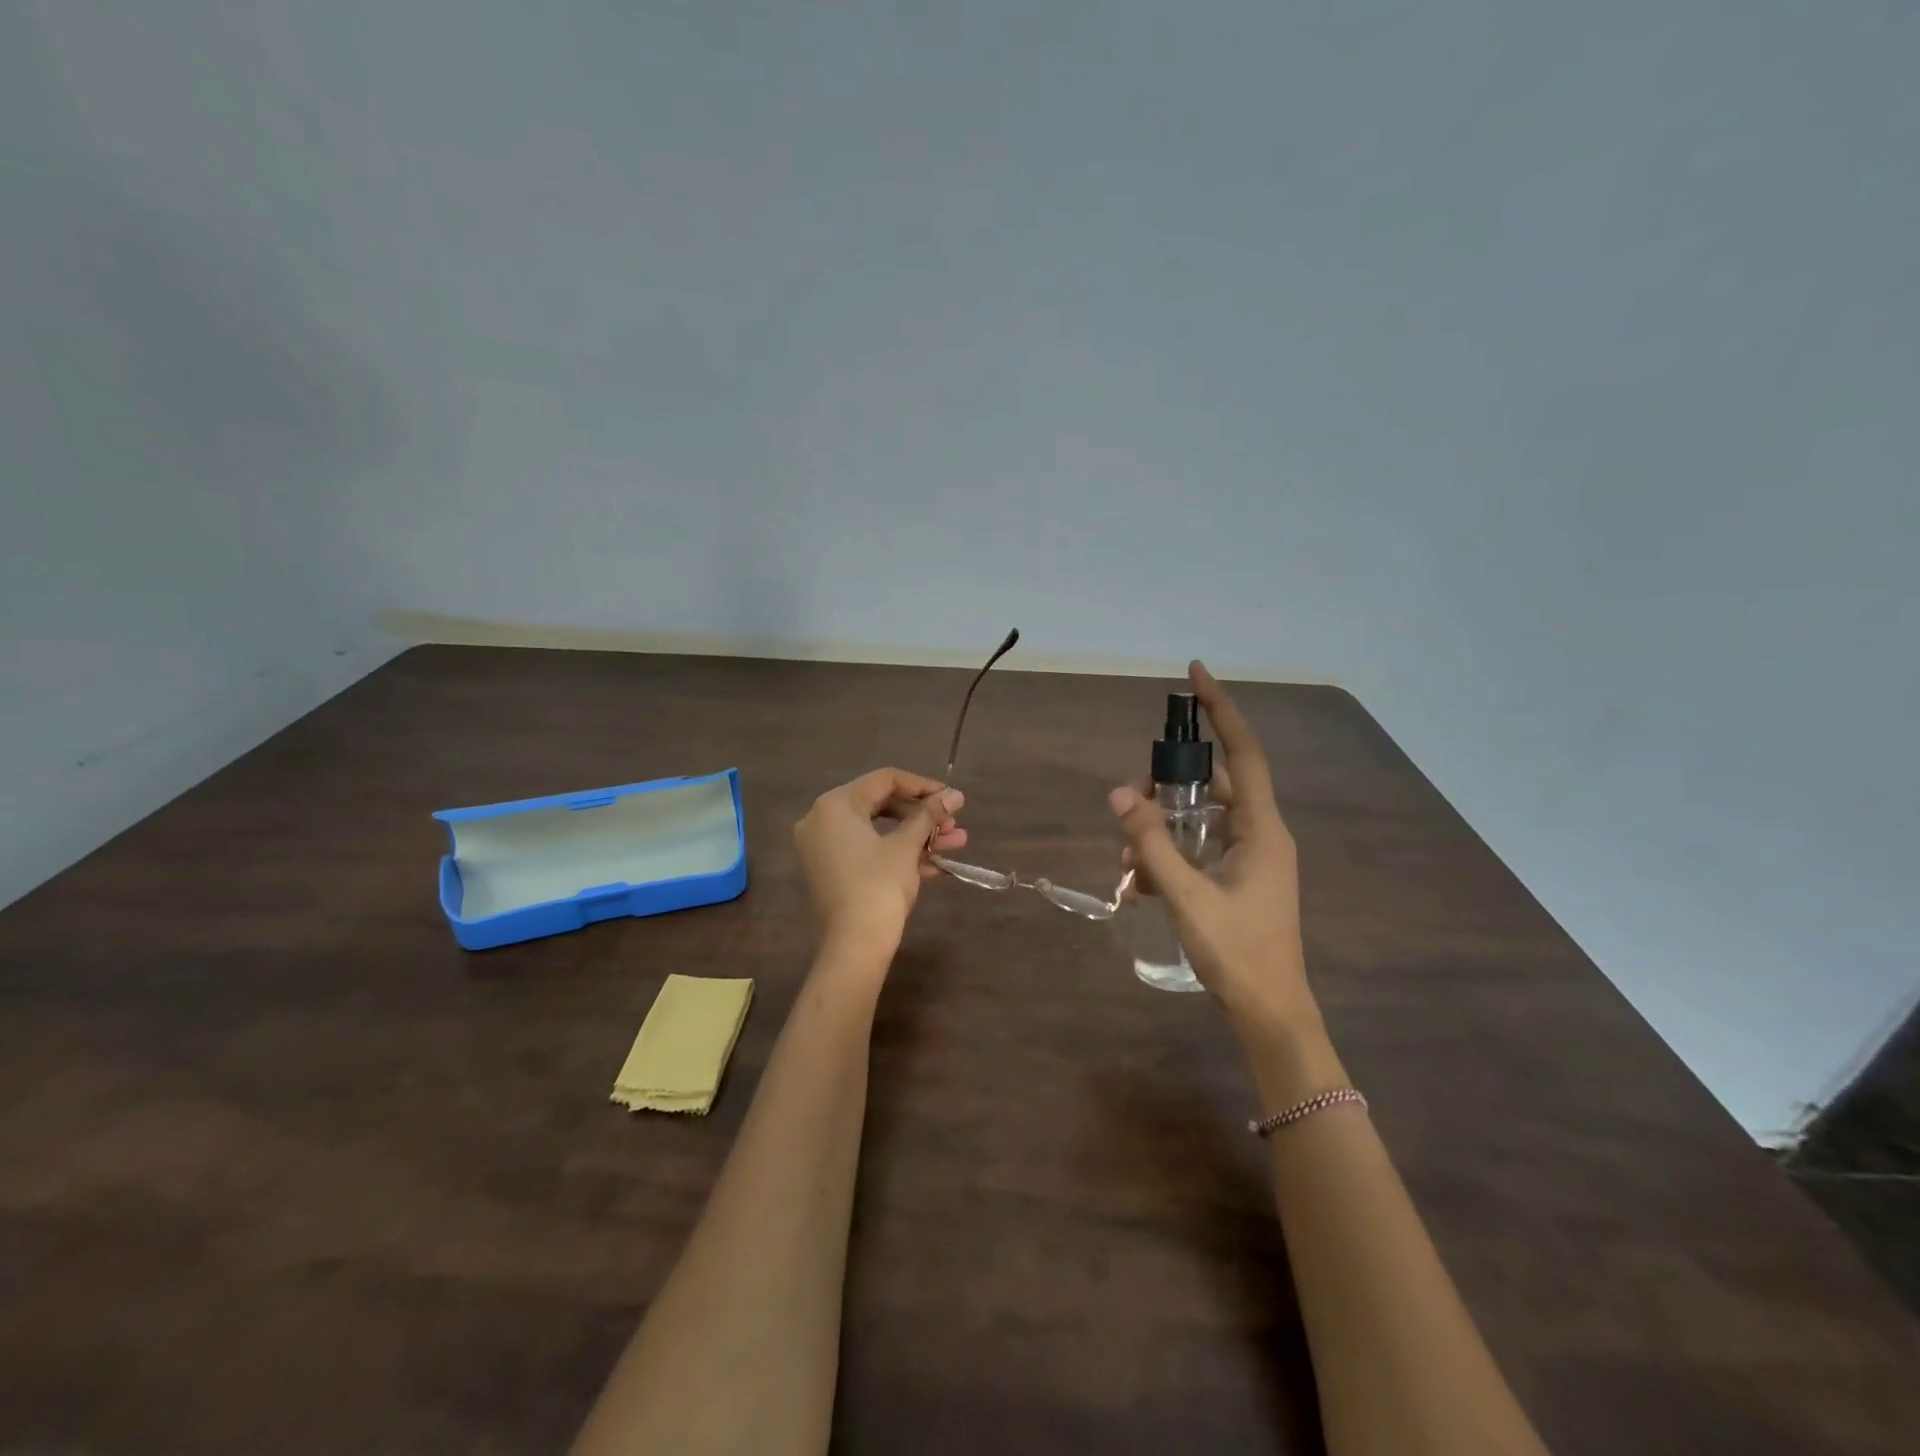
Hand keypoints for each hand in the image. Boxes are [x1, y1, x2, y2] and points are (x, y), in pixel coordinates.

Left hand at [794, 768, 966, 957]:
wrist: (854, 947)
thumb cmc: (879, 886)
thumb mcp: (907, 846)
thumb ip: (930, 814)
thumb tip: (955, 795)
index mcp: (835, 804)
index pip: (885, 780)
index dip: (923, 786)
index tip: (951, 799)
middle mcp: (822, 819)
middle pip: (881, 804)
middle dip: (922, 815)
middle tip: (953, 825)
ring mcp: (824, 847)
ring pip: (878, 830)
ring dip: (917, 836)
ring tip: (956, 844)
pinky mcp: (831, 871)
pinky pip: (868, 851)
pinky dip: (898, 854)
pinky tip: (935, 864)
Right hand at [1109, 662, 1312, 1028]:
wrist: (1271, 1014)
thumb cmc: (1237, 953)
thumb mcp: (1185, 895)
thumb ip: (1150, 843)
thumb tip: (1117, 793)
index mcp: (1262, 829)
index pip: (1243, 753)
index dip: (1221, 710)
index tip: (1195, 674)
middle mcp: (1262, 834)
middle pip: (1213, 785)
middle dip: (1168, 787)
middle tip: (1129, 804)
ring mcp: (1253, 857)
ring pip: (1202, 819)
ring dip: (1164, 827)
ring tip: (1129, 855)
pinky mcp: (1241, 878)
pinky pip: (1202, 847)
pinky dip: (1172, 853)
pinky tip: (1142, 880)